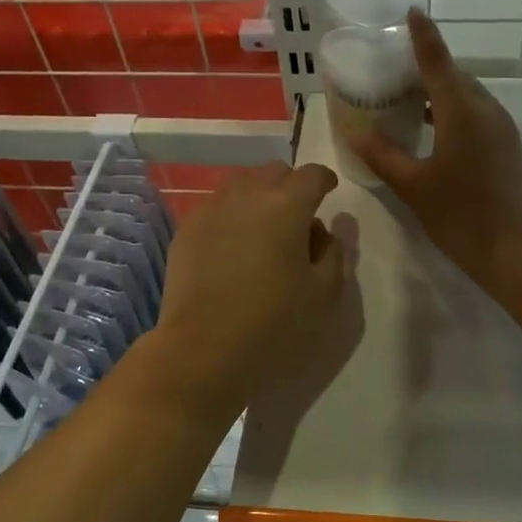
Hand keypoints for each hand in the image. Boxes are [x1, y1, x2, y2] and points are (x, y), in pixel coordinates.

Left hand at [154, 162, 355, 409]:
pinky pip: (216, 206)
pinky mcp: (187, 230)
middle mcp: (247, 195)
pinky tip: (233, 245)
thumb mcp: (324, 294)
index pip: (312, 175)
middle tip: (298, 217)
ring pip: (241, 184)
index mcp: (287, 206)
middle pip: (274, 172)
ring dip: (259, 196)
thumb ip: (335, 253)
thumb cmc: (273, 323)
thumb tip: (326, 230)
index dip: (325, 181)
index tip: (329, 193)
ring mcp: (212, 210)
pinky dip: (231, 214)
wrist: (202, 350)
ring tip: (264, 229)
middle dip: (291, 186)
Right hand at [349, 10, 521, 283]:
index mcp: (462, 110)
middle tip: (391, 68)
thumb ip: (383, 156)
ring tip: (405, 97)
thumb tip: (358, 133)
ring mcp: (501, 128)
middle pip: (454, 75)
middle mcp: (485, 109)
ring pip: (466, 96)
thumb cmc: (462, 214)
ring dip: (438, 90)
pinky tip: (430, 129)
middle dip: (425, 66)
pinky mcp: (506, 146)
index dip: (422, 36)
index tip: (411, 12)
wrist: (519, 250)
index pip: (437, 61)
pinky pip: (474, 114)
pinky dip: (450, 110)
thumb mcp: (413, 186)